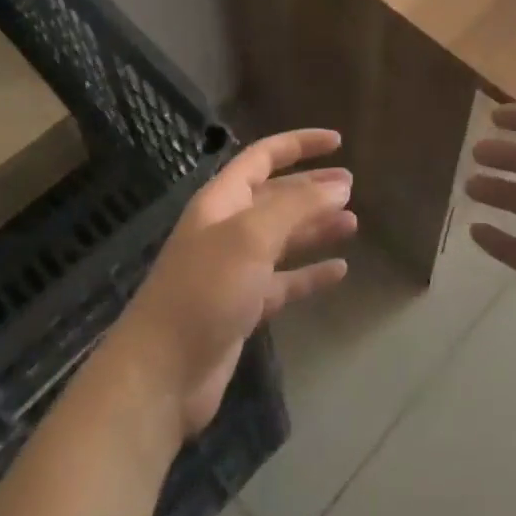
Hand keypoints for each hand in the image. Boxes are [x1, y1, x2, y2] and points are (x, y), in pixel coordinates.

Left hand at [103, 129, 355, 441]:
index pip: (263, 157)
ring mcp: (234, 269)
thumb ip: (296, 207)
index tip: (337, 142)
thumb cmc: (205, 289)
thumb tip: (338, 185)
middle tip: (352, 185)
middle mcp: (228, 228)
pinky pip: (284, 281)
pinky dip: (309, 273)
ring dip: (315, 227)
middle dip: (312, 187)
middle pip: (276, 196)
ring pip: (283, 238)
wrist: (162, 373)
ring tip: (353, 223)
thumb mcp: (250, 237)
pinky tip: (339, 271)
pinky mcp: (243, 306)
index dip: (299, 144)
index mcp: (222, 200)